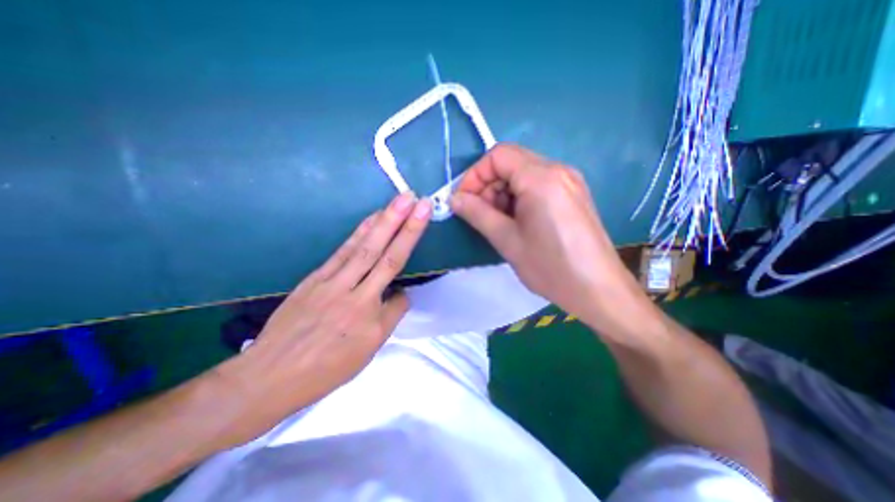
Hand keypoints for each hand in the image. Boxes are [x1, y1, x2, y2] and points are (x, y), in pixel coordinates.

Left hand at [227, 192, 429, 427]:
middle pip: (381, 253)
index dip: (410, 242)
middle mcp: (351, 293)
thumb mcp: (368, 350)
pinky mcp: (314, 278)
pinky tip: (370, 221)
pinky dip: (358, 233)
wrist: (271, 376)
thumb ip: (390, 316)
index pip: (396, 275)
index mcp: (367, 315)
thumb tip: (399, 292)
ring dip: (381, 221)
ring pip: (361, 247)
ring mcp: (330, 282)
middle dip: (402, 224)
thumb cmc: (327, 368)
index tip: (422, 218)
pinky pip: (342, 251)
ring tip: (397, 201)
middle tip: (416, 200)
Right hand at [451, 142, 640, 328]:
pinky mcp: (572, 194)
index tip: (463, 201)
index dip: (474, 175)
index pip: (498, 156)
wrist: (598, 290)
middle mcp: (558, 170)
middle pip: (511, 162)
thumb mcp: (507, 240)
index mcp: (541, 178)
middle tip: (480, 215)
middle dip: (488, 185)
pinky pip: (537, 184)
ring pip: (523, 173)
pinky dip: (519, 197)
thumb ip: (477, 214)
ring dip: (502, 192)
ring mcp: (569, 181)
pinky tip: (517, 221)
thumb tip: (454, 199)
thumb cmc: (550, 267)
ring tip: (499, 222)